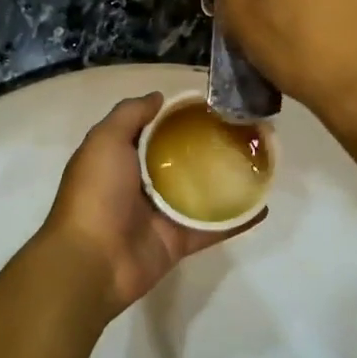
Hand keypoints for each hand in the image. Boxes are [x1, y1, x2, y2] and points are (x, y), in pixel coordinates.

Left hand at [39, 93, 256, 318]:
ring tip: (260, 162)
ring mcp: (161, 215)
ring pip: (200, 193)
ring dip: (227, 181)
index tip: (212, 105)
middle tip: (245, 131)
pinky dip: (236, 219)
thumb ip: (130, 115)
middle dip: (208, 147)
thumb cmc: (96, 193)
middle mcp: (141, 184)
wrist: (93, 260)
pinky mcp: (179, 241)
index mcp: (121, 159)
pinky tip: (263, 205)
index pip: (154, 131)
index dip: (179, 117)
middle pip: (180, 161)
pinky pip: (212, 227)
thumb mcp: (105, 140)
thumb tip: (158, 97)